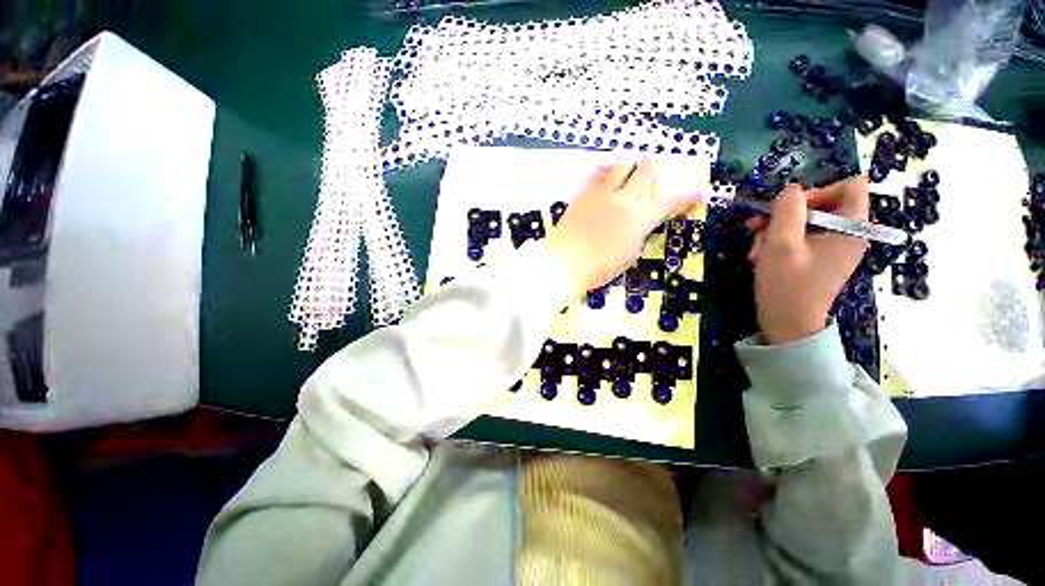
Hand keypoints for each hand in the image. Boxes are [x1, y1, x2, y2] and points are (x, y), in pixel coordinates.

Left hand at [546, 157, 701, 296]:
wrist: (564, 262)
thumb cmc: (599, 267)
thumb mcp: (628, 255)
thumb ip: (637, 235)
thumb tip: (638, 225)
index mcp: (641, 218)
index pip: (670, 202)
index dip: (687, 196)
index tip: (700, 191)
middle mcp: (625, 199)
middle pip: (646, 174)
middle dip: (655, 167)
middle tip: (657, 161)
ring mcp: (602, 194)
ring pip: (621, 167)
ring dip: (630, 161)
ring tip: (632, 157)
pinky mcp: (583, 194)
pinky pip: (597, 175)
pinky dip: (604, 169)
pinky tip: (604, 168)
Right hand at [746, 178, 869, 345]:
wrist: (788, 326)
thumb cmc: (787, 286)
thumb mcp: (781, 244)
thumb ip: (787, 210)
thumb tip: (790, 190)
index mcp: (851, 228)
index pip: (851, 186)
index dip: (818, 190)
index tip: (789, 209)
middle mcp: (848, 235)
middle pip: (821, 204)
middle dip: (785, 215)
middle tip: (757, 229)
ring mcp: (833, 248)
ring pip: (805, 223)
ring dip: (775, 232)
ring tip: (756, 250)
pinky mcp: (819, 259)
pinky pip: (801, 239)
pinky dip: (779, 243)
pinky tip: (761, 256)